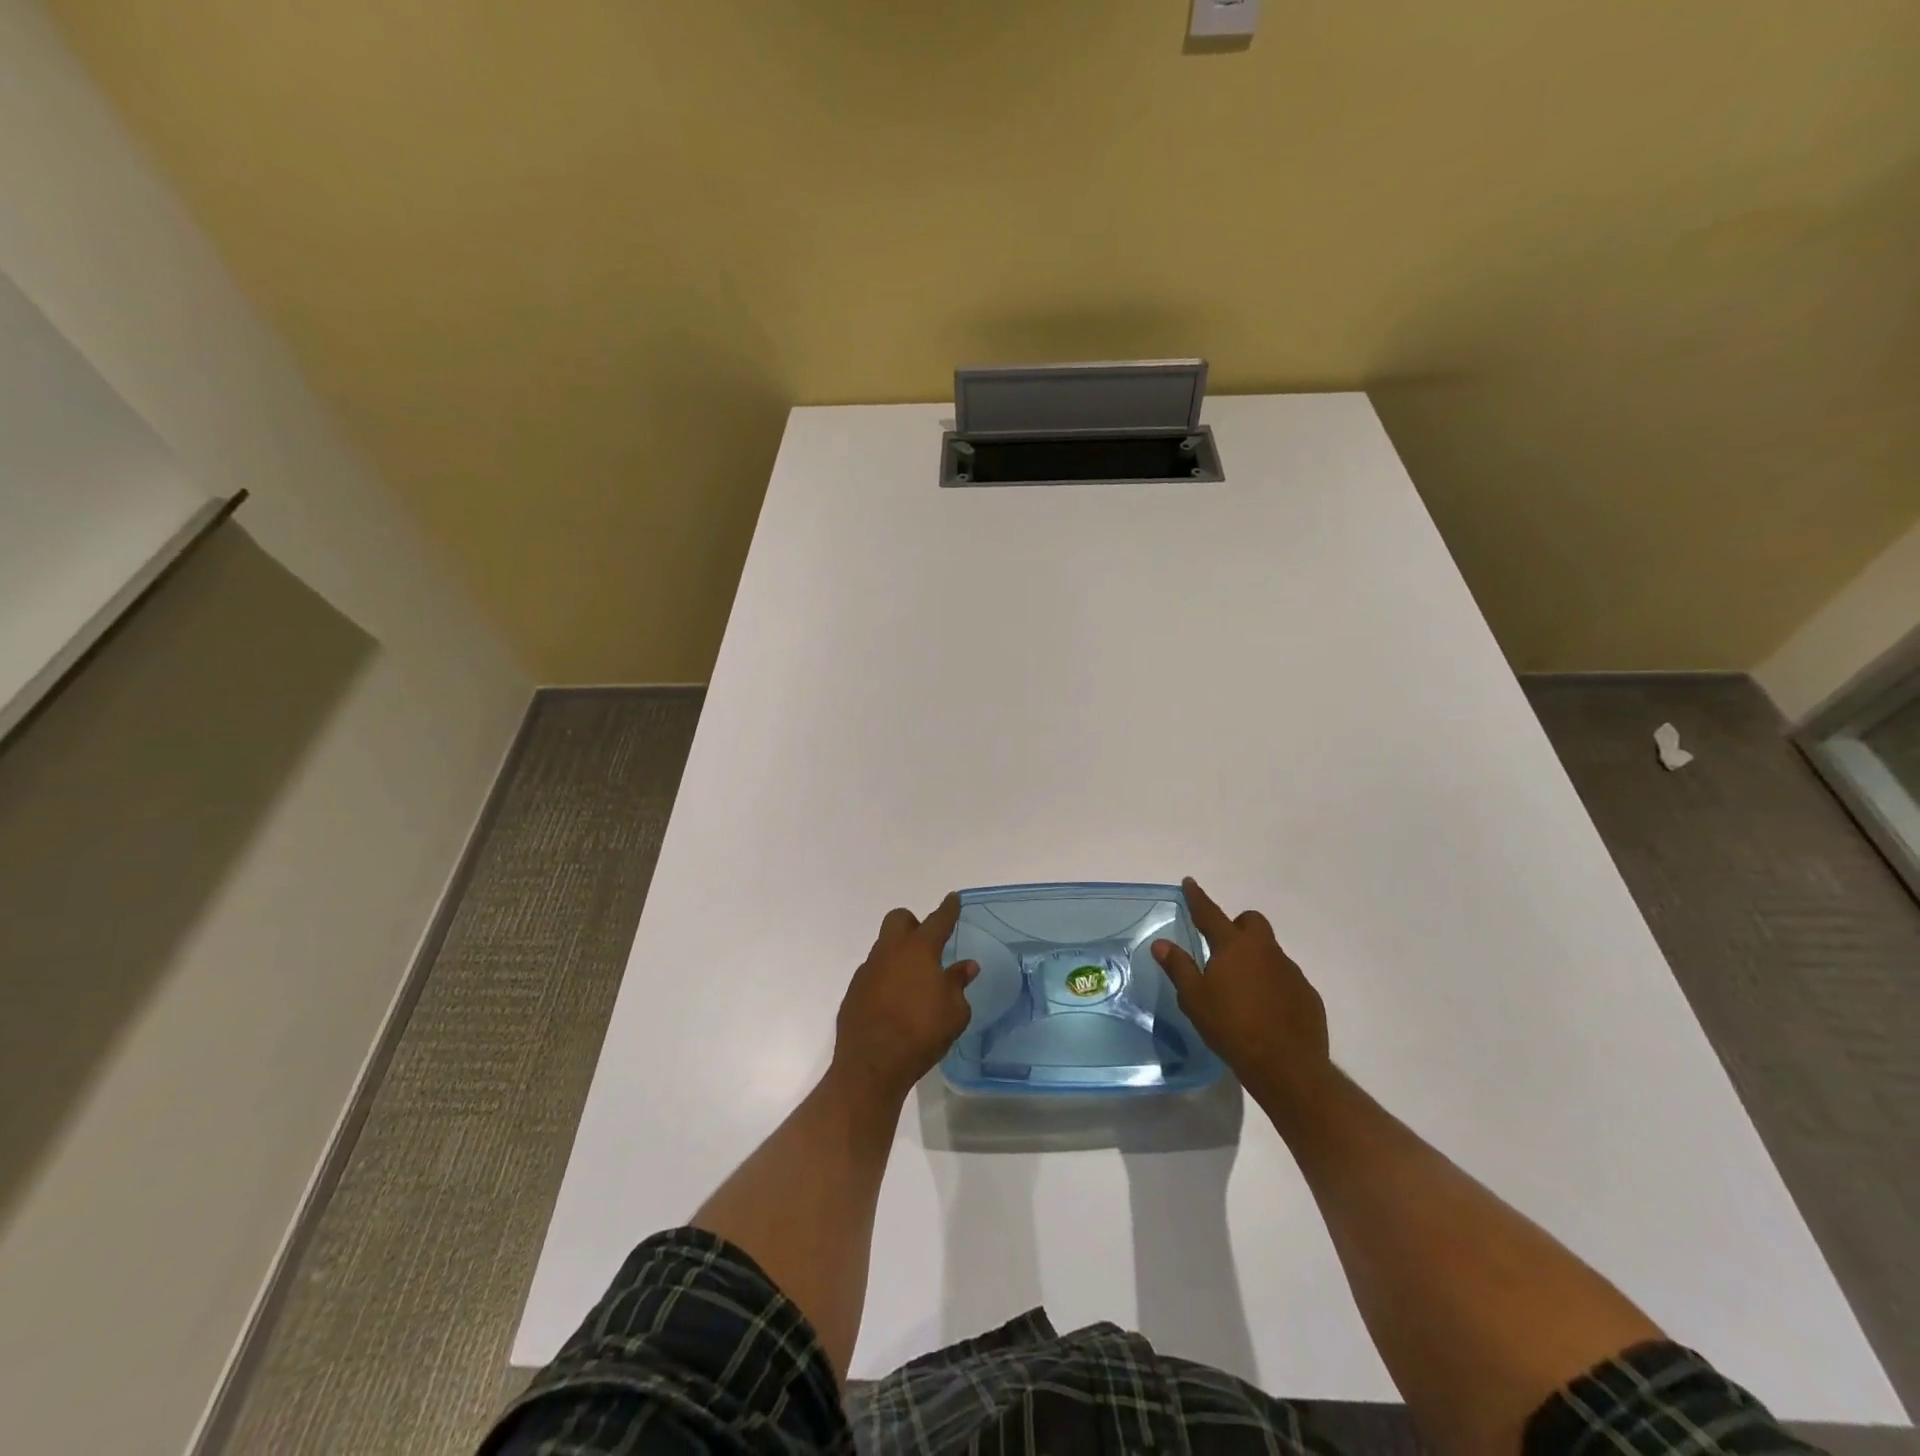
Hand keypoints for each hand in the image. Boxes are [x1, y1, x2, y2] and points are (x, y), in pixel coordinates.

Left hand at [831, 893, 978, 1106]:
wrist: (871, 1065)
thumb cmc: (921, 1034)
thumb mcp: (954, 1012)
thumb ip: (958, 984)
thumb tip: (965, 966)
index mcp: (919, 950)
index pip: (937, 920)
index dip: (948, 909)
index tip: (953, 898)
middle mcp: (890, 952)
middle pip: (899, 920)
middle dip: (913, 924)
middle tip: (927, 944)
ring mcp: (868, 970)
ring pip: (884, 947)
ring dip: (898, 955)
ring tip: (913, 981)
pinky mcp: (854, 991)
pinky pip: (873, 973)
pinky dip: (885, 979)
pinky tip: (894, 1002)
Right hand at [1152, 877, 1329, 1095]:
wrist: (1287, 1066)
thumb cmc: (1232, 1027)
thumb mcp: (1194, 999)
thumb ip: (1178, 967)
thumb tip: (1161, 943)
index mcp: (1234, 946)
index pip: (1210, 914)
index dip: (1197, 898)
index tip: (1190, 883)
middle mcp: (1265, 951)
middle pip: (1252, 922)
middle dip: (1237, 925)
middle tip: (1223, 949)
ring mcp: (1291, 972)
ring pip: (1270, 952)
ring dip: (1255, 960)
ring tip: (1241, 990)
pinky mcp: (1307, 995)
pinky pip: (1286, 979)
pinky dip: (1272, 985)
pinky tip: (1264, 1011)